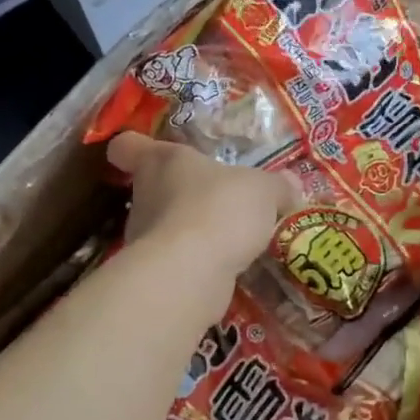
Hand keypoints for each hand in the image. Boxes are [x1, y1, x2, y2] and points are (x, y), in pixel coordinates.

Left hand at [108, 132, 293, 273]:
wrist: (192, 273)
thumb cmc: (219, 209)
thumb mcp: (263, 190)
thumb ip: (277, 186)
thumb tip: (291, 184)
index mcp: (161, 161)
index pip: (128, 146)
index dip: (135, 145)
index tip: (147, 149)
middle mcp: (145, 196)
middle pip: (154, 188)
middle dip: (184, 194)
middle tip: (218, 199)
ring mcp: (146, 238)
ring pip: (168, 227)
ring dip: (195, 231)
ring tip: (232, 238)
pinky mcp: (157, 274)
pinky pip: (182, 261)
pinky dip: (201, 264)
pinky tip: (231, 267)